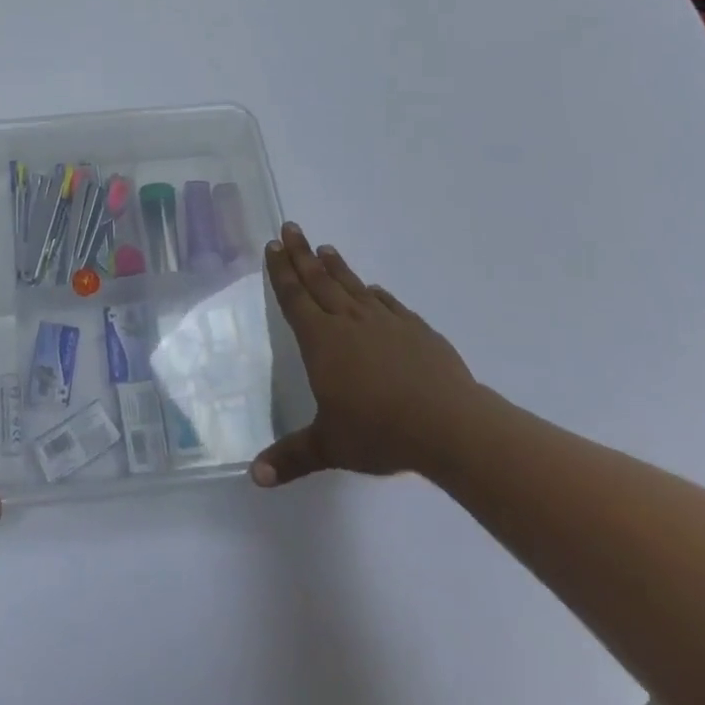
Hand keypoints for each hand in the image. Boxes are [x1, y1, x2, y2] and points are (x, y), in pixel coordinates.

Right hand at [252, 222, 480, 485]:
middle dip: (302, 254)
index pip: (295, 297)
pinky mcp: (416, 330)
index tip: (274, 244)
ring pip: (352, 286)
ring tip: (325, 248)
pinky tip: (373, 289)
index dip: (282, 271)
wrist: (449, 425)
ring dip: (336, 266)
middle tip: (292, 226)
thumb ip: (293, 456)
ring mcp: (385, 322)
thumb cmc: (381, 432)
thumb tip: (254, 478)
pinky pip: (389, 304)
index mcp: (321, 341)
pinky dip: (376, 293)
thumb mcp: (331, 447)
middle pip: (319, 280)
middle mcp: (348, 322)